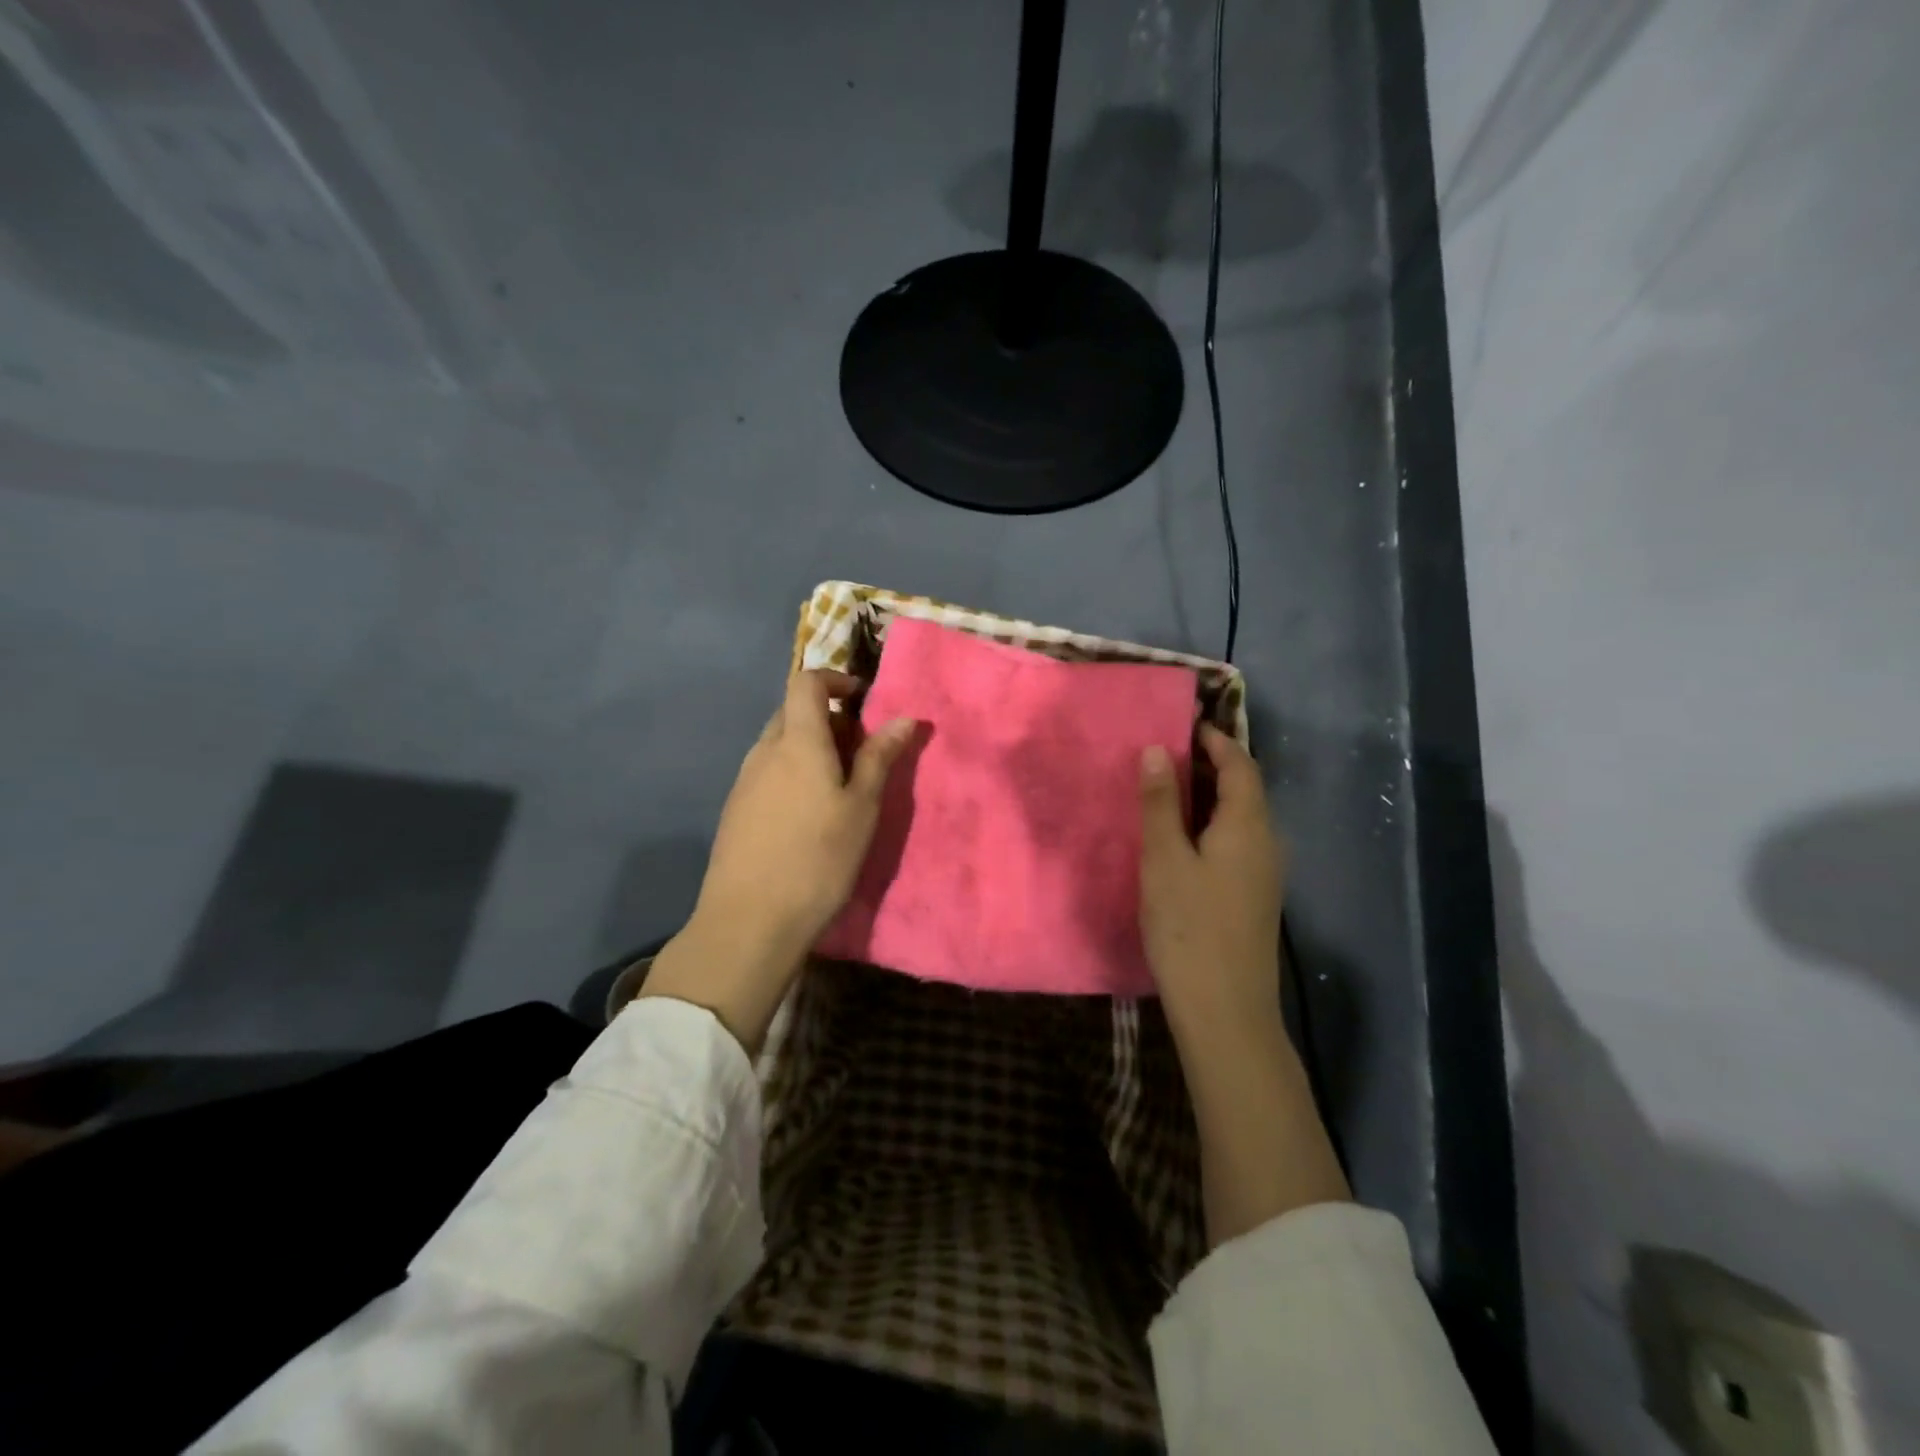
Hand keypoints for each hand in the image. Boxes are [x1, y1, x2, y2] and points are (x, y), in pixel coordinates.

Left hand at [641, 671, 915, 1050]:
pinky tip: (807, 816)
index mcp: (796, 741)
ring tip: (839, 788)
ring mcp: (744, 781)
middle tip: (860, 752)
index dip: (835, 679)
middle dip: (828, 719)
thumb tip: (905, 717)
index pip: (806, 681)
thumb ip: (879, 757)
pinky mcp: (735, 810)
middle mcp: (764, 751)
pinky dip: (792, 773)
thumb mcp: (861, 807)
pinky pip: (767, 772)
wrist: (749, 920)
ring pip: (779, 744)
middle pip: (792, 712)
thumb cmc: (817, 858)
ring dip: (810, 749)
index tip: (863, 701)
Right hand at [1138, 724, 1288, 1030]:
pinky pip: (1236, 842)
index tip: (1182, 724)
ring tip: (1165, 789)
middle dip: (1210, 765)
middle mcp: (1266, 843)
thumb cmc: (1190, 928)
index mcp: (1249, 826)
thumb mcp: (1165, 860)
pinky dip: (1210, 824)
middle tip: (1164, 753)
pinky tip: (1180, 838)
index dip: (1215, 740)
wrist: (1225, 1010)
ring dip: (1208, 796)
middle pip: (1244, 789)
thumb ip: (1161, 804)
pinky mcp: (1253, 896)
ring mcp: (1264, 873)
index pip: (1240, 765)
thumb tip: (1158, 750)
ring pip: (1240, 817)